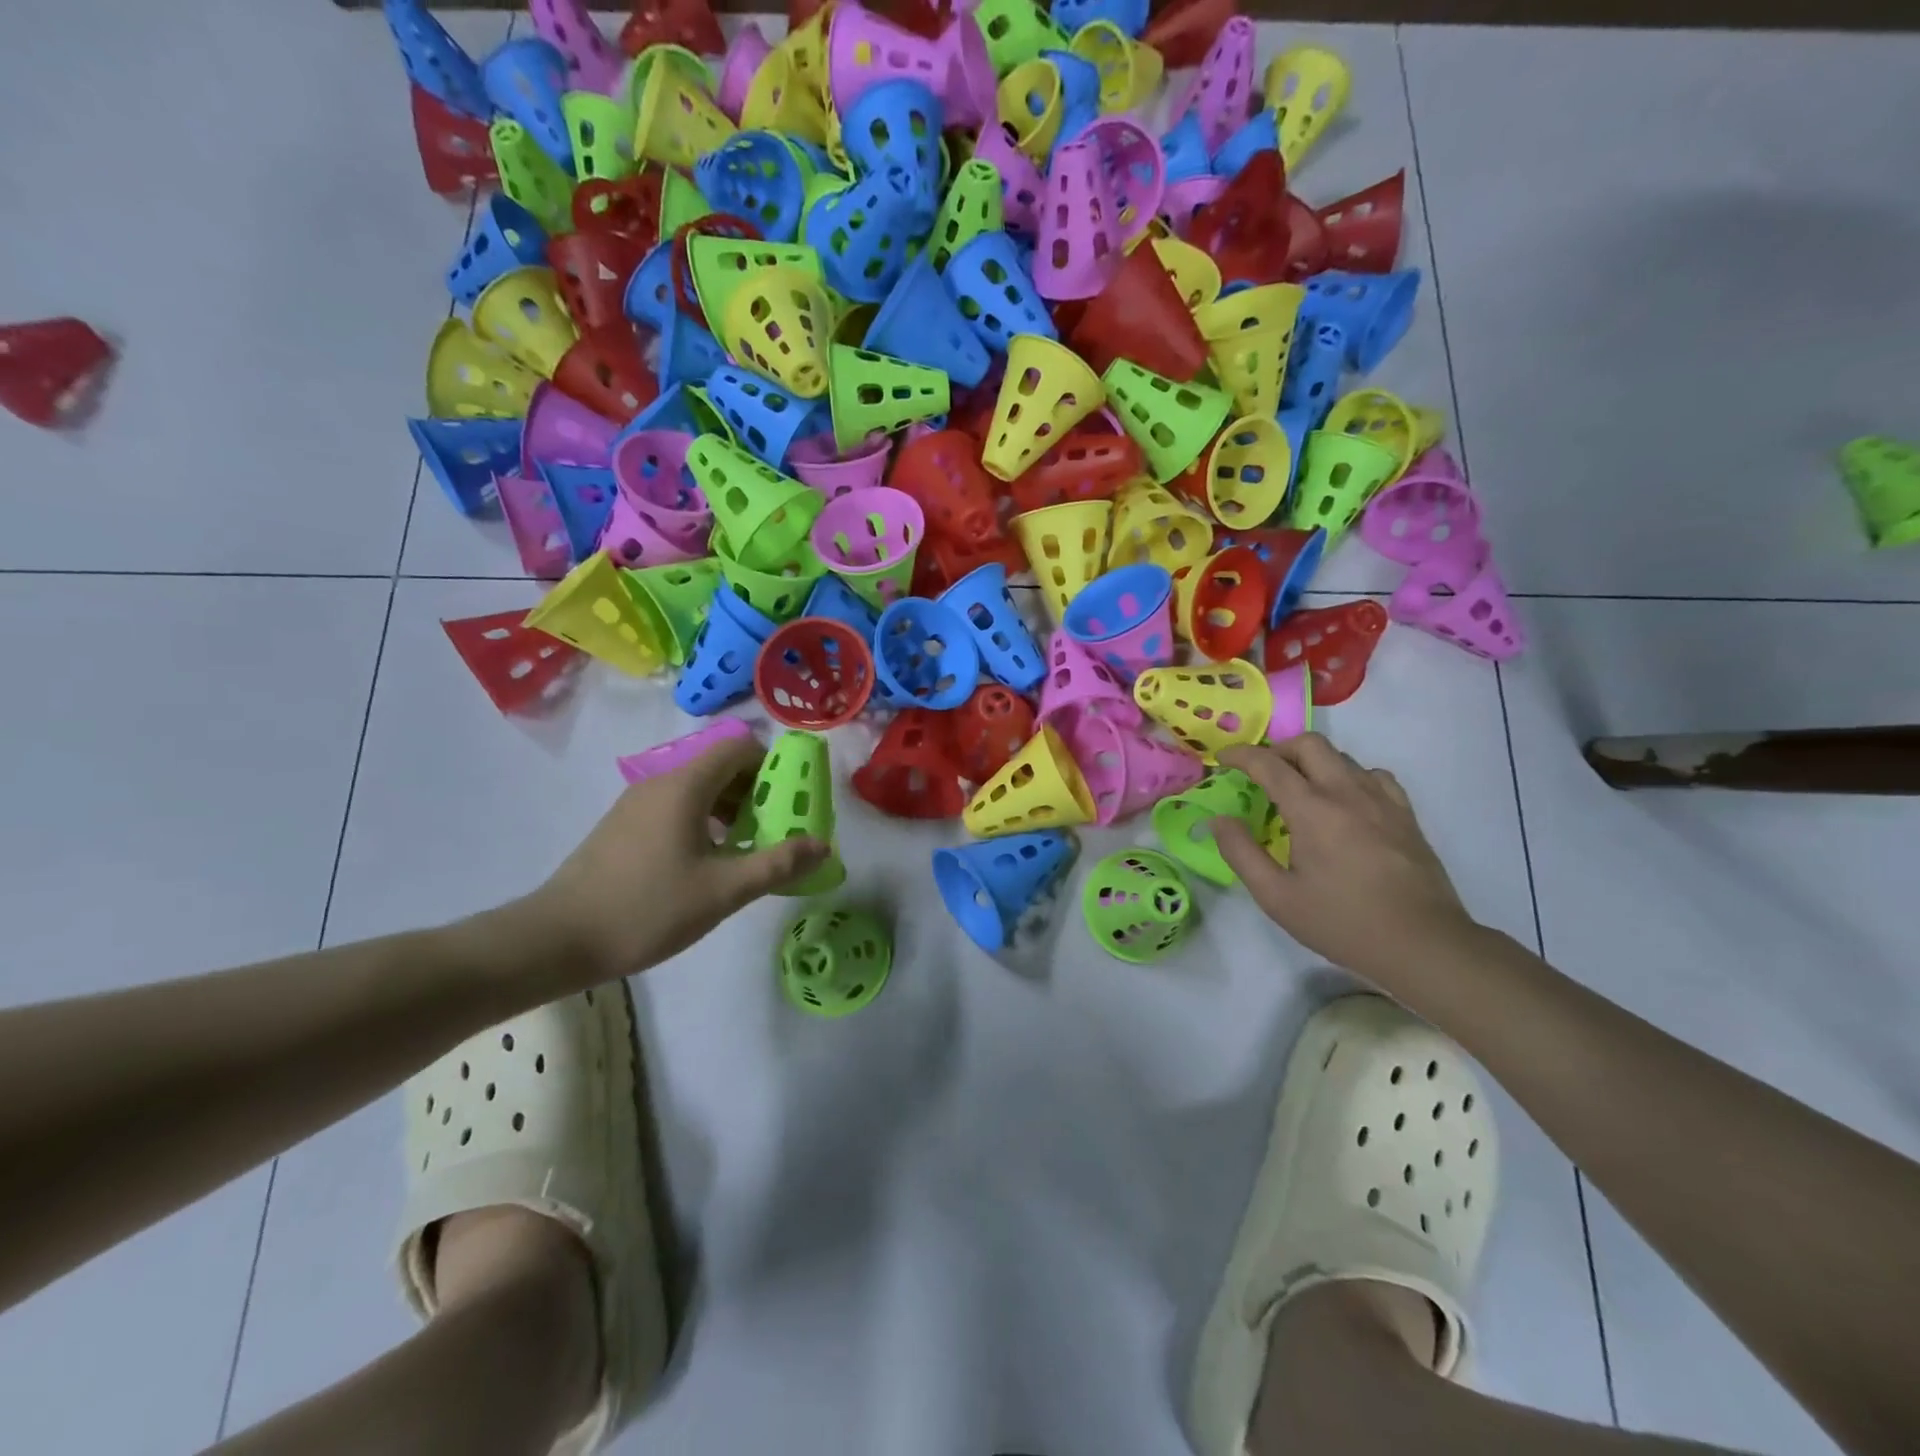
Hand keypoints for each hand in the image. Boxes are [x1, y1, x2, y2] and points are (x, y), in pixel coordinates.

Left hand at [520, 737, 827, 981]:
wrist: (557, 939)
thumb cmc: (647, 909)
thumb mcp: (723, 891)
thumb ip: (777, 864)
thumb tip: (822, 846)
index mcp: (685, 786)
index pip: (739, 747)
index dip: (772, 766)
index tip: (791, 801)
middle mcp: (660, 783)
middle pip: (720, 767)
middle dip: (756, 792)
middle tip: (776, 831)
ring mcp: (636, 804)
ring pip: (697, 789)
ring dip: (730, 810)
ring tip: (745, 851)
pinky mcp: (622, 826)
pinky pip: (675, 808)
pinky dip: (703, 822)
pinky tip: (706, 864)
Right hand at [1215, 736, 1475, 987]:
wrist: (1423, 944)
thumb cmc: (1342, 923)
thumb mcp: (1276, 897)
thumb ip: (1241, 853)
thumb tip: (1220, 820)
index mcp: (1313, 810)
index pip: (1269, 764)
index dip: (1240, 755)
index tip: (1223, 759)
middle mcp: (1348, 793)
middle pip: (1309, 744)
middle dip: (1278, 749)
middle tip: (1261, 773)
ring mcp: (1382, 801)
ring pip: (1342, 757)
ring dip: (1312, 763)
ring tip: (1299, 790)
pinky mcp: (1405, 815)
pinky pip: (1373, 776)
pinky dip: (1349, 777)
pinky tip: (1344, 803)